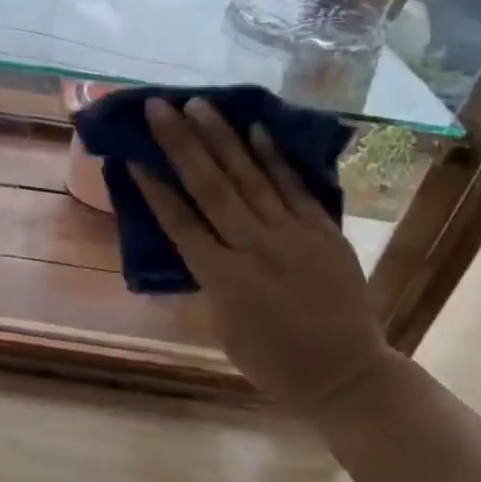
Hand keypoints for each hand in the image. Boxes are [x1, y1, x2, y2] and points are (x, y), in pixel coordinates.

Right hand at [131, 97, 392, 410]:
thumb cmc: (272, 362)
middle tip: (159, 108)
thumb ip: (209, 278)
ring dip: (222, 138)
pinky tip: (256, 129)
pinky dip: (275, 158)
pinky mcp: (324, 232)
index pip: (180, 224)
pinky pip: (295, 188)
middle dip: (181, 145)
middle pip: (211, 188)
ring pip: (250, 178)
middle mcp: (255, 249)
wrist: (346, 376)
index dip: (155, 189)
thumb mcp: (223, 326)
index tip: (134, 156)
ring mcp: (294, 237)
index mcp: (223, 280)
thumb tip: (195, 238)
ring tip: (198, 105)